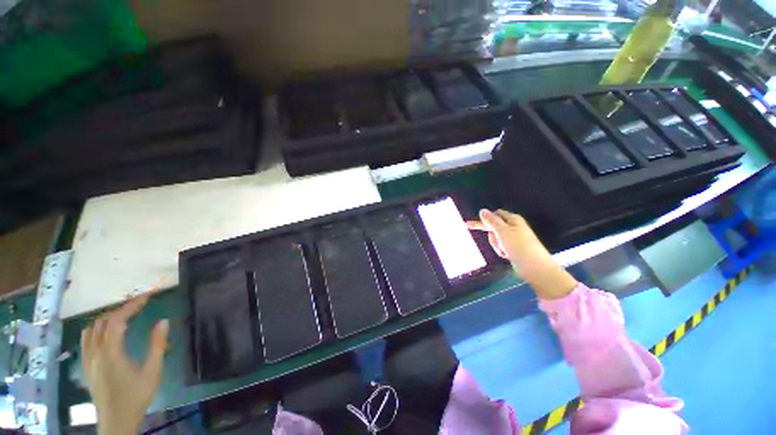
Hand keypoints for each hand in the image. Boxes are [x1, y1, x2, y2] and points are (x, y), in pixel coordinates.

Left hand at [81, 295, 168, 434]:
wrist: (116, 421)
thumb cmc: (136, 396)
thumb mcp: (152, 372)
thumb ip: (157, 345)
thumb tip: (163, 321)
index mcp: (110, 353)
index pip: (117, 320)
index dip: (131, 306)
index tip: (146, 296)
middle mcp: (95, 353)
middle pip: (103, 322)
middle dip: (120, 310)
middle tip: (138, 306)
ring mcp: (87, 360)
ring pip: (90, 330)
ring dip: (106, 319)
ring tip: (123, 317)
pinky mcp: (86, 367)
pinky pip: (85, 341)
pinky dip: (96, 330)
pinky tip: (105, 334)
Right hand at [467, 209, 576, 299]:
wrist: (536, 269)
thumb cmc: (519, 247)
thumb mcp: (502, 232)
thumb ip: (491, 221)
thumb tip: (482, 210)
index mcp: (513, 220)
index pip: (494, 214)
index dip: (484, 219)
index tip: (469, 225)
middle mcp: (513, 227)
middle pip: (494, 227)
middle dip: (492, 236)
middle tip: (499, 245)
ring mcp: (514, 238)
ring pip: (496, 238)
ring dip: (496, 245)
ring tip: (505, 251)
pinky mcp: (514, 248)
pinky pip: (501, 246)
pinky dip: (501, 251)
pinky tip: (507, 256)